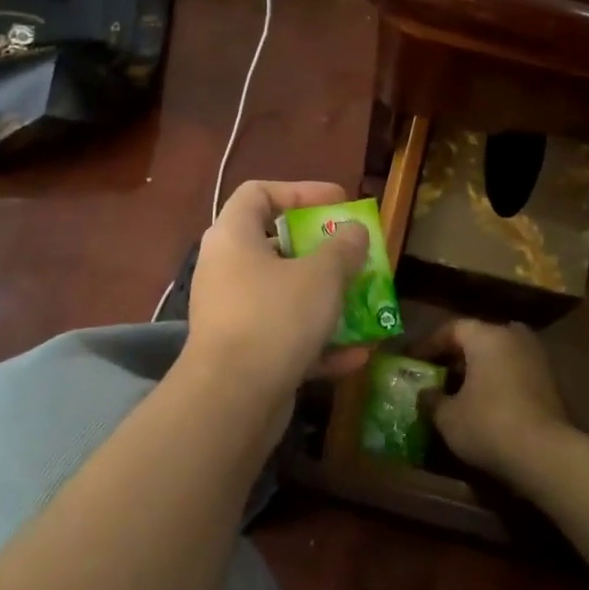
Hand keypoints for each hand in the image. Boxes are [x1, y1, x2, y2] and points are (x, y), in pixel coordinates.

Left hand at [184, 180, 371, 401]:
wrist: (232, 399)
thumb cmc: (275, 317)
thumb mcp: (321, 275)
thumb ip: (343, 247)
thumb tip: (354, 231)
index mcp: (233, 237)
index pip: (259, 192)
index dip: (300, 190)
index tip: (338, 202)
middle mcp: (225, 269)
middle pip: (274, 245)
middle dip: (320, 251)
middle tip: (353, 254)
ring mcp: (231, 314)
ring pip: (283, 295)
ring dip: (325, 300)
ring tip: (363, 303)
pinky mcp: (241, 354)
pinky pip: (283, 336)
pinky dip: (317, 342)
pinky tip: (356, 355)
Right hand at [418, 320, 569, 480]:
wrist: (546, 455)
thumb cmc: (488, 425)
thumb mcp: (448, 416)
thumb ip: (432, 399)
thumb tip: (426, 393)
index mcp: (486, 336)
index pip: (451, 329)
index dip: (428, 345)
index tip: (411, 359)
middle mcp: (513, 337)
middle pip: (478, 339)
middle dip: (455, 355)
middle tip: (434, 372)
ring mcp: (536, 359)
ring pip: (498, 356)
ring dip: (477, 369)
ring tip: (457, 389)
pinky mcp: (550, 383)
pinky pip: (513, 372)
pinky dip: (496, 381)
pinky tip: (482, 403)